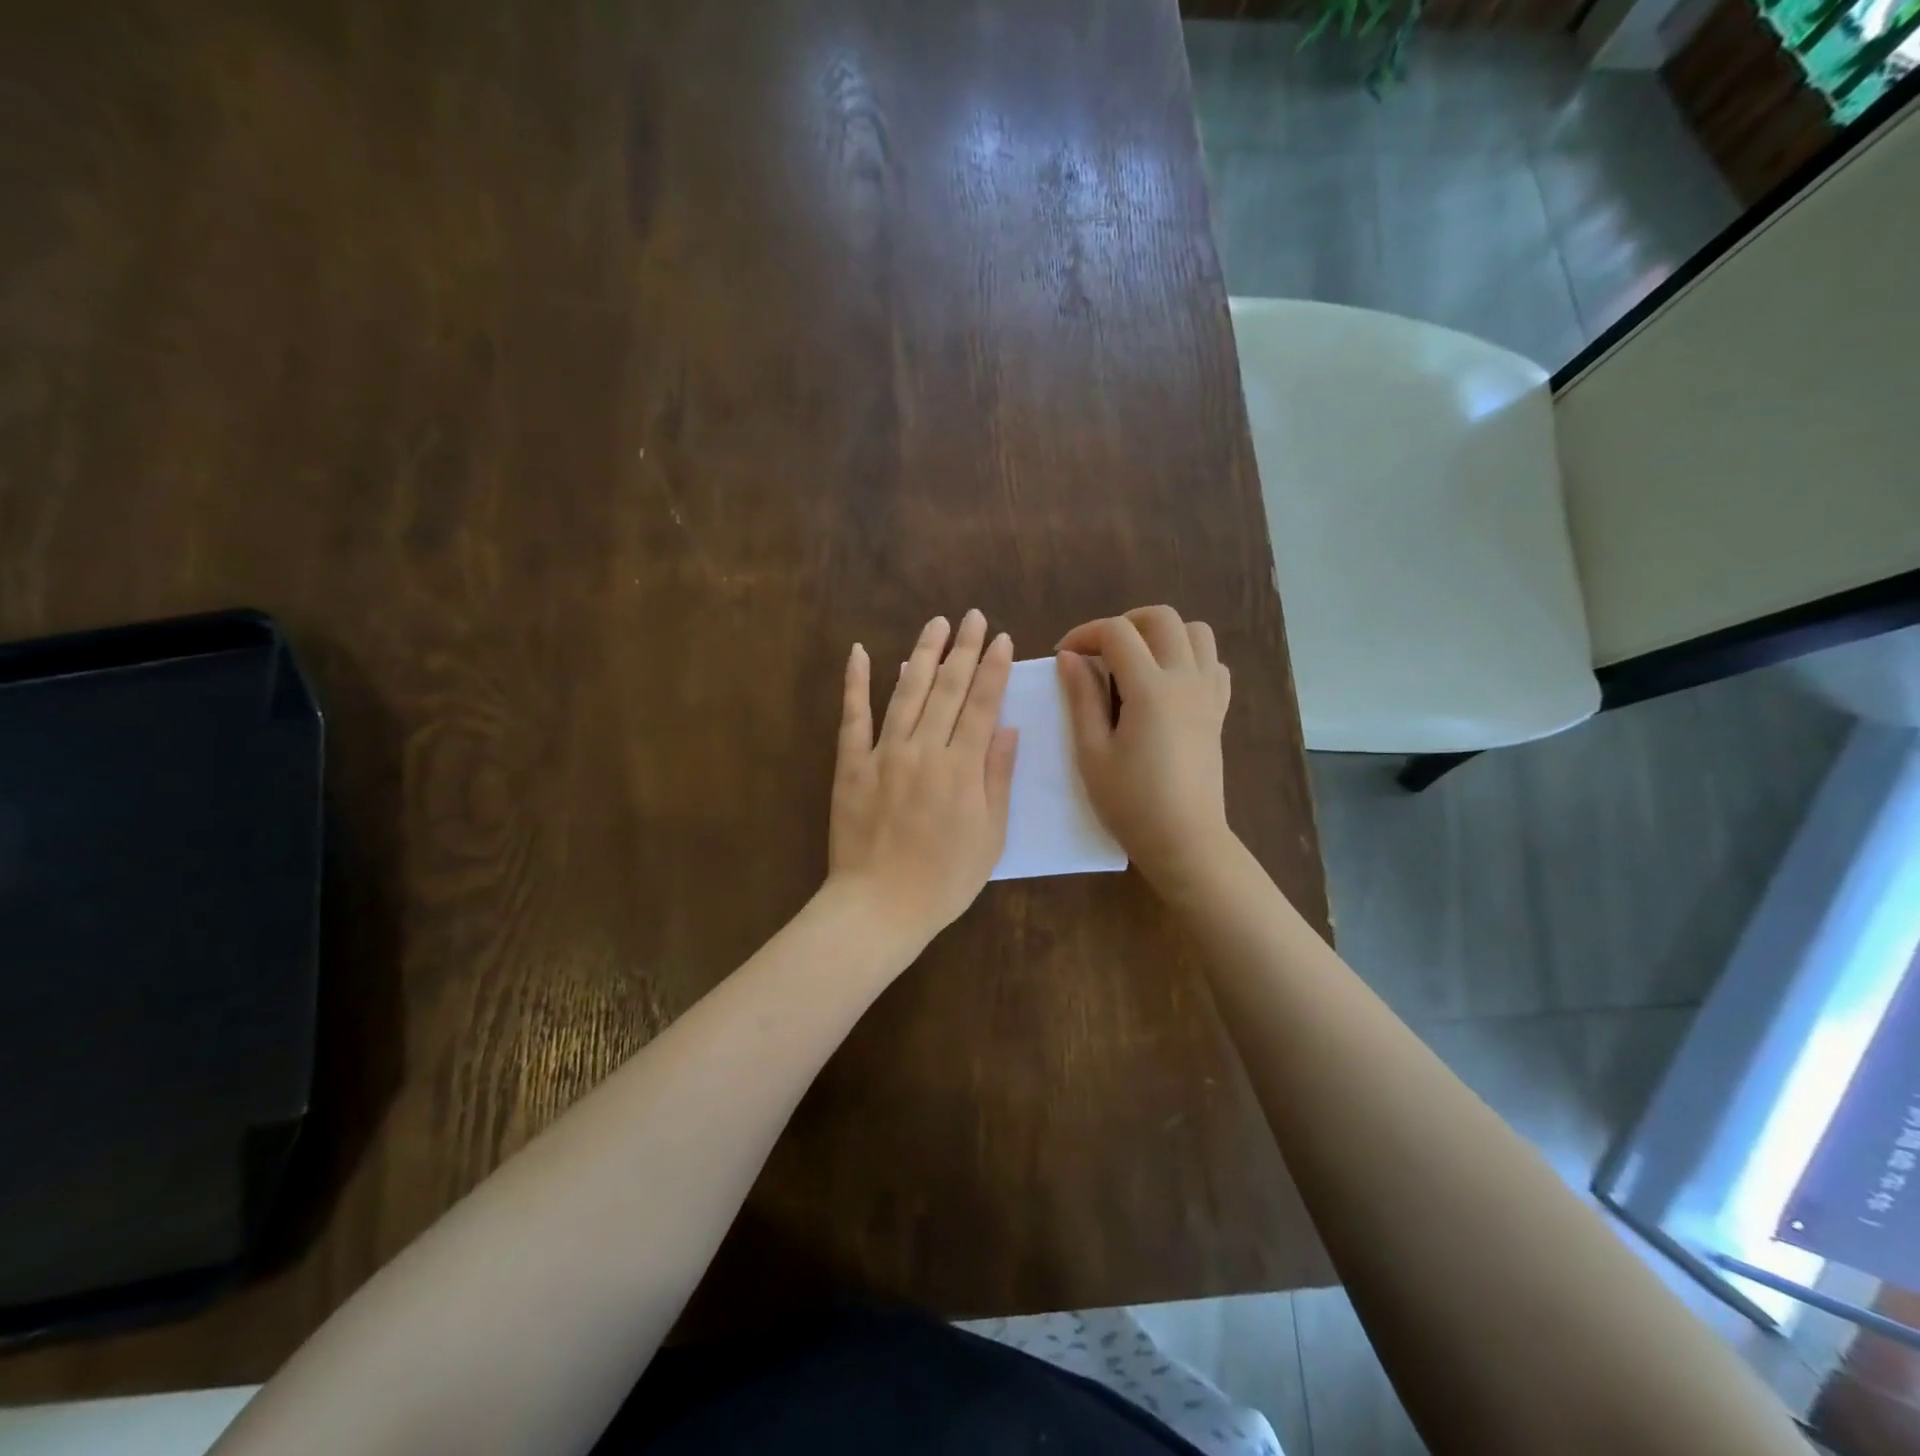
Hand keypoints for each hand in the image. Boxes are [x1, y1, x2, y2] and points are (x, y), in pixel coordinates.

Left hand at [828, 610, 1019, 944]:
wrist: (879, 907)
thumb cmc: (945, 879)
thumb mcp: (990, 836)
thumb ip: (997, 778)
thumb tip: (1007, 728)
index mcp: (961, 769)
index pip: (981, 706)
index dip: (992, 669)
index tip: (999, 638)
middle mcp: (923, 750)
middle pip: (947, 690)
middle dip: (962, 649)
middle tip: (972, 616)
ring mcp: (883, 754)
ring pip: (906, 692)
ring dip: (921, 654)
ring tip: (935, 624)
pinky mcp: (851, 765)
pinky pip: (853, 717)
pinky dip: (856, 683)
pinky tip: (861, 653)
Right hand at [1056, 605, 1234, 893]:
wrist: (1184, 840)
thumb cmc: (1130, 802)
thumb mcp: (1092, 752)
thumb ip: (1081, 698)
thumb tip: (1069, 657)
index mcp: (1151, 689)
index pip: (1117, 633)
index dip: (1084, 634)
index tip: (1063, 656)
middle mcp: (1186, 679)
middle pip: (1161, 618)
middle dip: (1124, 623)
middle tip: (1098, 653)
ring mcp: (1208, 693)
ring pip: (1196, 632)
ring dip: (1162, 635)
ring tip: (1135, 662)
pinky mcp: (1218, 711)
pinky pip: (1213, 664)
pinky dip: (1189, 658)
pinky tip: (1167, 684)